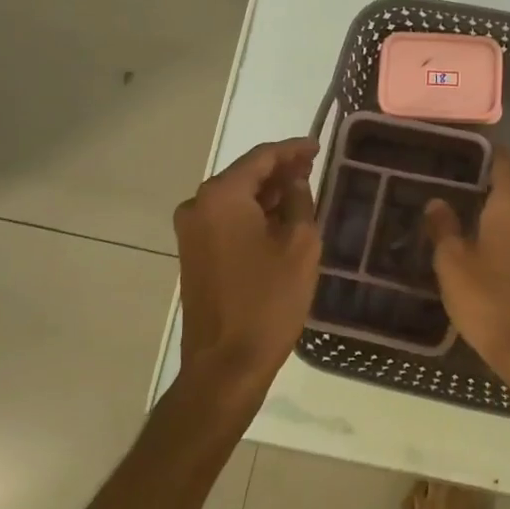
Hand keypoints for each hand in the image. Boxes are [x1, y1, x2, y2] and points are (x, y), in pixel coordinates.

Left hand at [174, 138, 319, 400]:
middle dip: (279, 170)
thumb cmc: (269, 300)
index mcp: (222, 196)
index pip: (261, 157)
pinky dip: (252, 213)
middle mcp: (198, 205)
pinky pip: (226, 219)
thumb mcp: (299, 245)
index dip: (293, 149)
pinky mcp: (194, 252)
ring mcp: (191, 230)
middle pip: (244, 174)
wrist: (227, 363)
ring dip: (266, 192)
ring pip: (235, 197)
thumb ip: (299, 201)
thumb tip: (294, 182)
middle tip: (313, 167)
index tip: (318, 145)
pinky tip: (279, 218)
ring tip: (301, 190)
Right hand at [424, 149, 509, 389]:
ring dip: (498, 214)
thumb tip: (437, 201)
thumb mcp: (453, 264)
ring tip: (468, 219)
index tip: (467, 150)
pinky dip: (508, 239)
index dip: (489, 153)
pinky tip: (488, 254)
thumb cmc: (489, 301)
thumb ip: (444, 228)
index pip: (506, 165)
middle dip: (489, 185)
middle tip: (456, 185)